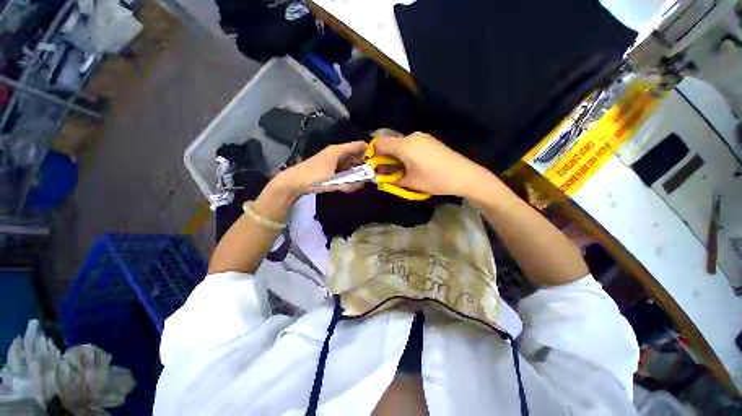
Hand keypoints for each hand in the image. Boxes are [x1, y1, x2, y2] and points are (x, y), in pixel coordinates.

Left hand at [272, 141, 367, 196]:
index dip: (370, 151)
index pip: (359, 145)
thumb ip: (350, 184)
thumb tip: (363, 183)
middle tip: (373, 172)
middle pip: (355, 153)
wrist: (294, 181)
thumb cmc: (314, 178)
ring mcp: (332, 157)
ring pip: (350, 159)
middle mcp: (336, 151)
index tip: (379, 160)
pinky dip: (349, 170)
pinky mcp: (329, 163)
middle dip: (364, 162)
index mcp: (338, 150)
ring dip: (357, 167)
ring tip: (364, 177)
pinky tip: (351, 179)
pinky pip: (344, 164)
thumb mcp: (334, 182)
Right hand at [374, 132, 491, 197]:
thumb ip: (392, 179)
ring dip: (396, 156)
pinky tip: (413, 166)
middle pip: (391, 143)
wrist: (465, 175)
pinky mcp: (430, 141)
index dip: (373, 154)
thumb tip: (381, 179)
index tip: (374, 166)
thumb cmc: (434, 179)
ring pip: (401, 144)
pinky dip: (406, 154)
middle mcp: (412, 136)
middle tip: (388, 172)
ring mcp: (423, 137)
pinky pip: (412, 145)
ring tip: (401, 171)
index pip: (380, 143)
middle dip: (385, 157)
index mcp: (404, 145)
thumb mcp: (410, 182)